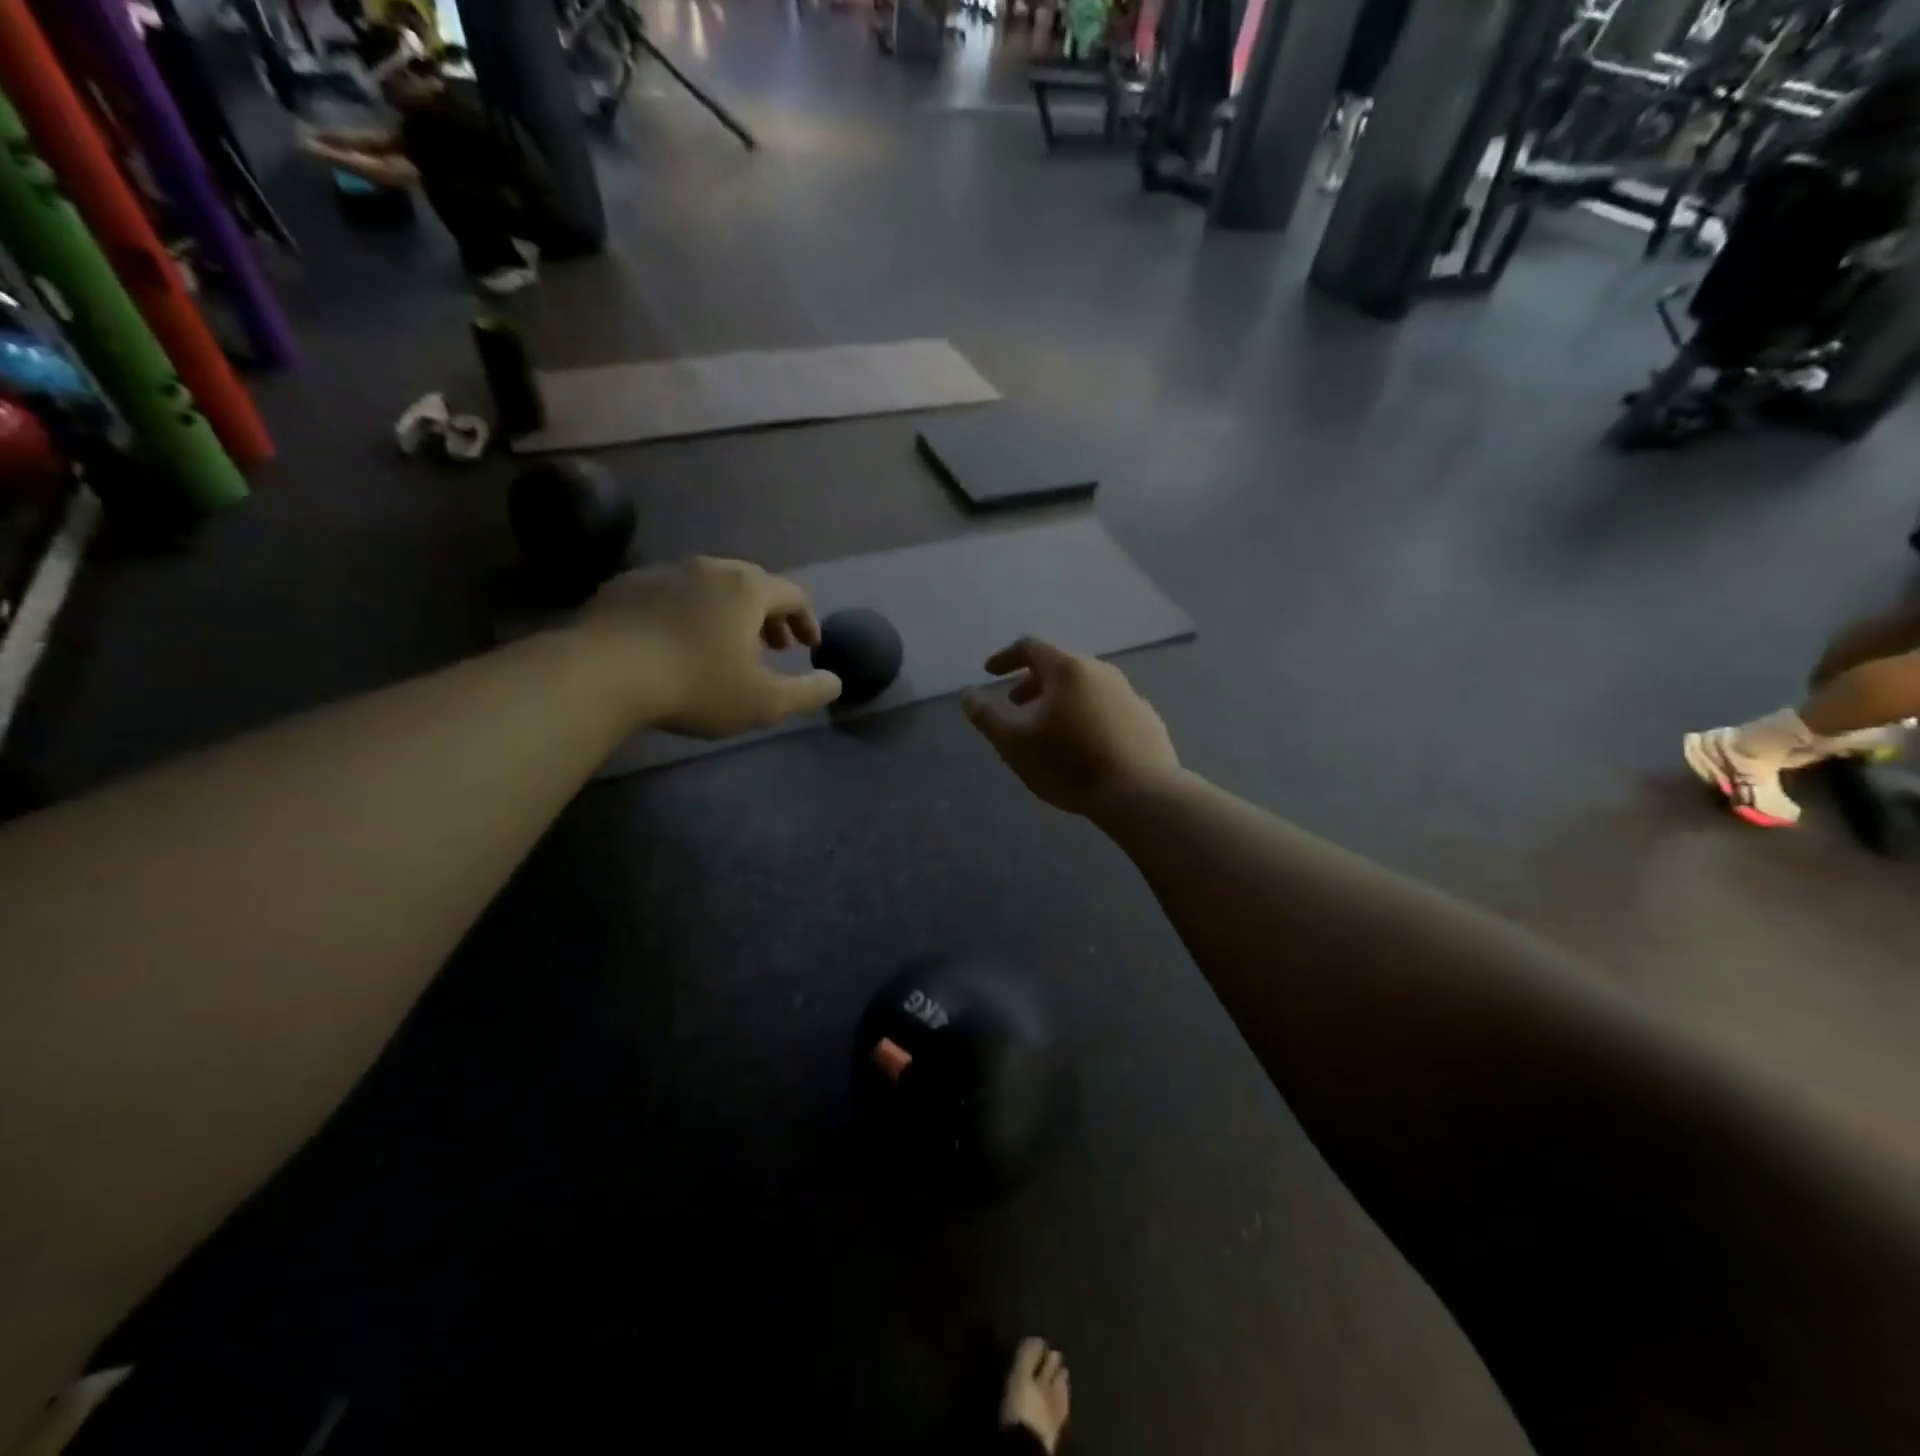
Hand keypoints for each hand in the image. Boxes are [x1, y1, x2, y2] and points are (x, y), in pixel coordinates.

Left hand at [576, 558, 841, 736]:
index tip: (808, 647)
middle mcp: (710, 569)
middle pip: (752, 584)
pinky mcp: (626, 586)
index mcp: (748, 589)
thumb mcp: (765, 702)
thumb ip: (808, 692)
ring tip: (723, 646)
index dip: (808, 620)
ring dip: (727, 613)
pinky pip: (671, 595)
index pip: (794, 594)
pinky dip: (687, 613)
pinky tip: (675, 643)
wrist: (603, 674)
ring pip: (709, 587)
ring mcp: (664, 572)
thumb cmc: (697, 685)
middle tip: (772, 647)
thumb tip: (835, 682)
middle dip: (769, 615)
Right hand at [962, 638, 1178, 815]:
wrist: (1140, 793)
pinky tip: (1083, 743)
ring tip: (1047, 727)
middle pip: (1059, 666)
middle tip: (1015, 703)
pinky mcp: (1146, 718)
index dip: (1005, 658)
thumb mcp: (1014, 743)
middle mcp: (1101, 671)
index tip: (990, 673)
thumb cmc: (1069, 764)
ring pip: (1085, 686)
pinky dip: (1085, 714)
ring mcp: (1128, 694)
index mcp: (1067, 669)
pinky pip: (1106, 706)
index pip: (1030, 647)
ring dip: (1059, 699)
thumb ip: (986, 716)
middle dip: (1031, 681)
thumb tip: (967, 694)